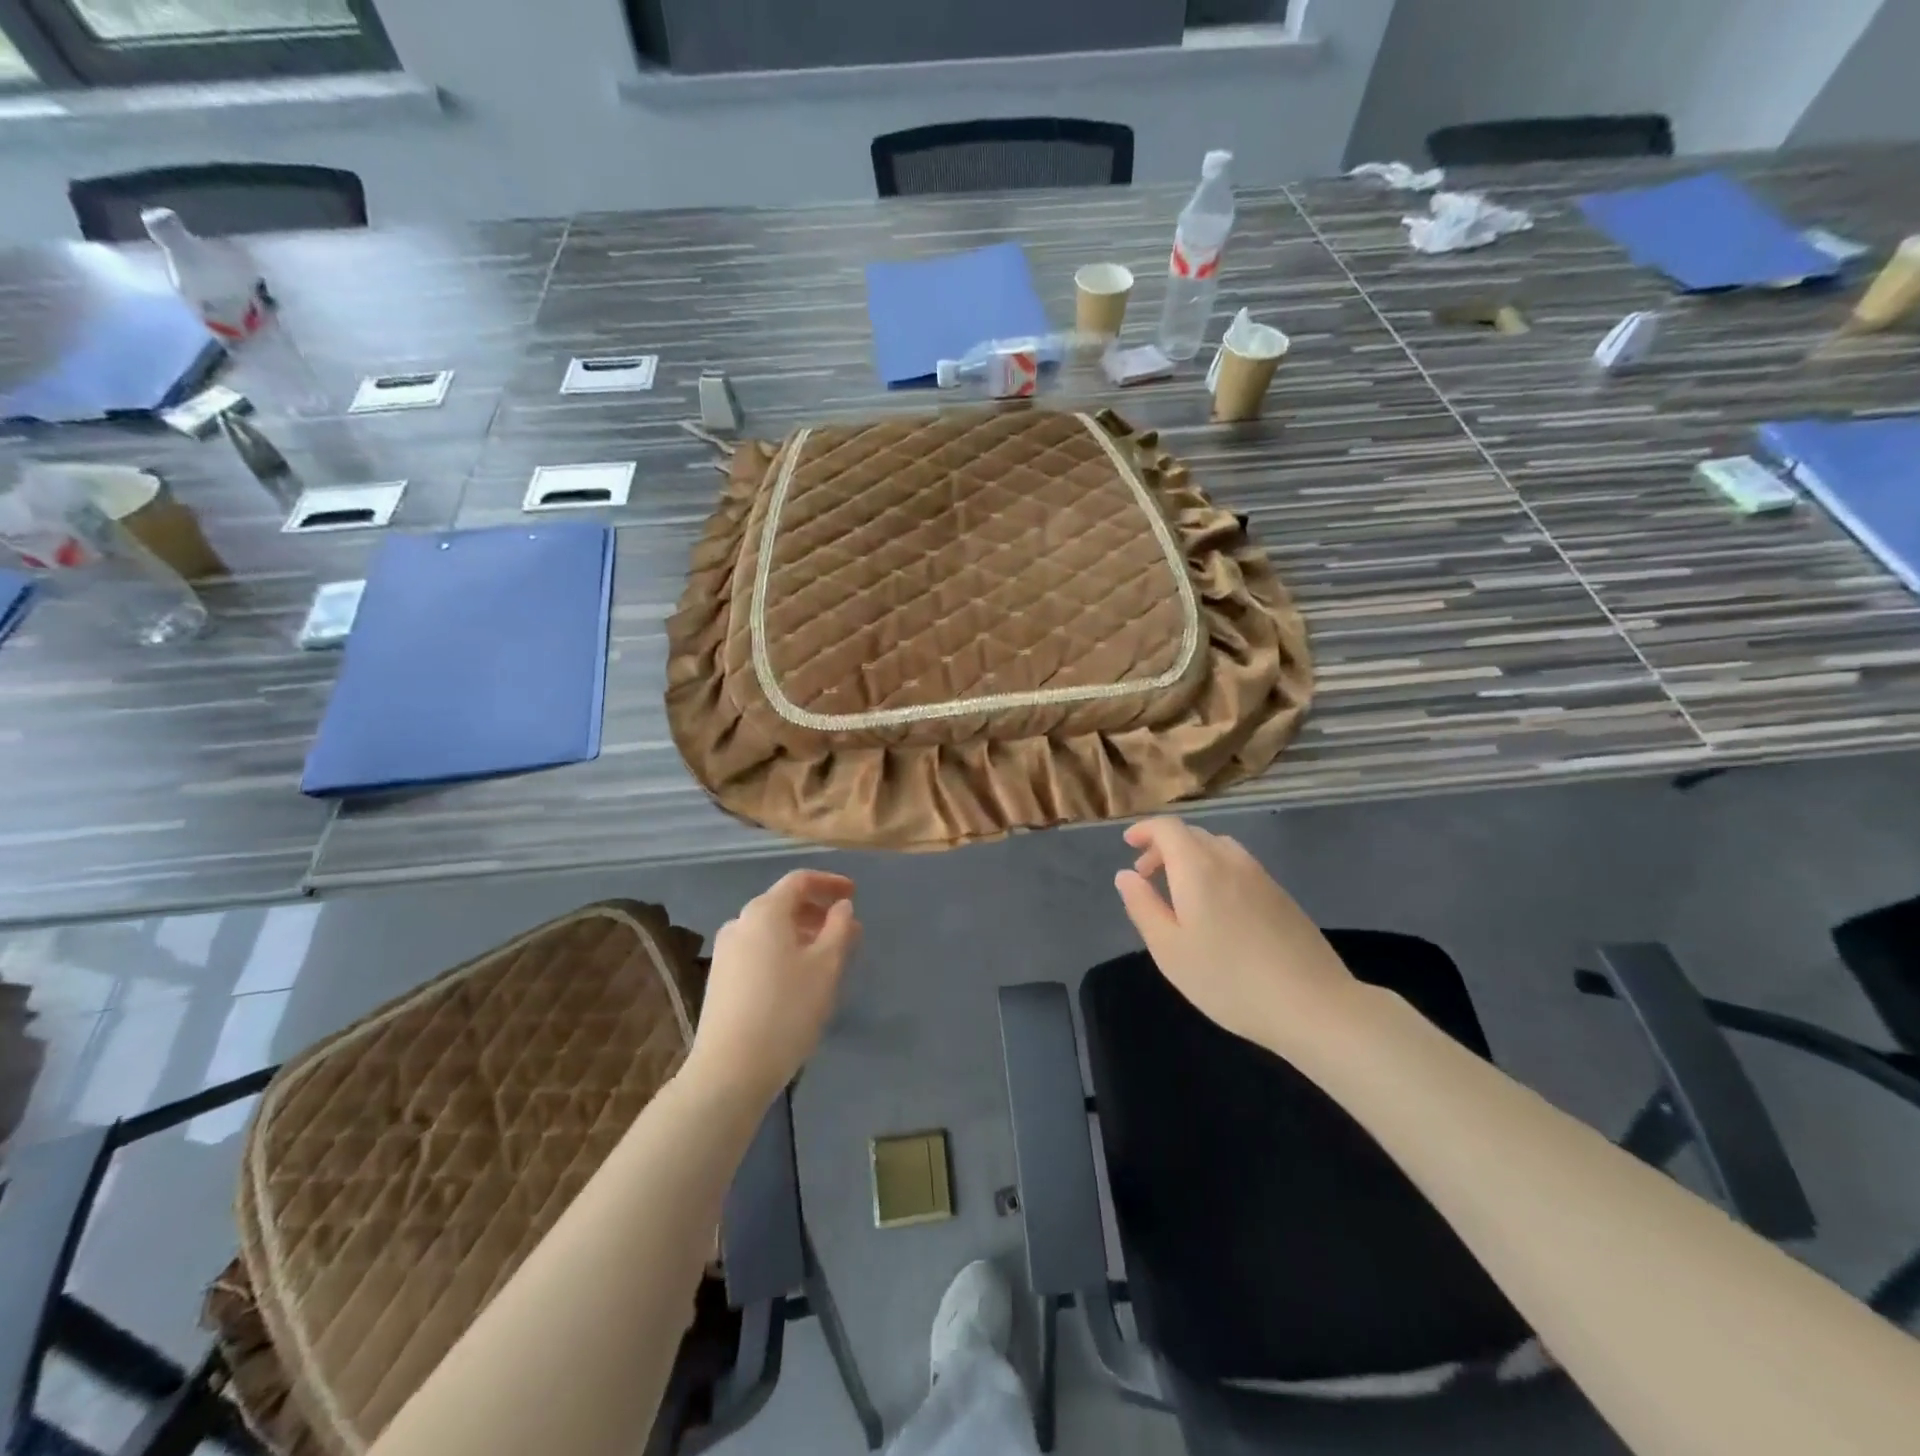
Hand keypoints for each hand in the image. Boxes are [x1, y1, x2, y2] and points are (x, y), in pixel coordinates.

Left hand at [685, 870, 859, 1105]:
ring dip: (802, 934)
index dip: (829, 883)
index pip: (800, 881)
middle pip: (784, 904)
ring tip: (828, 957)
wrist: (730, 1070)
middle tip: (848, 931)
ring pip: (771, 930)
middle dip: (818, 912)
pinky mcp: (720, 979)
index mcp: (765, 912)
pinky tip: (799, 978)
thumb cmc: (787, 1010)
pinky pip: (758, 950)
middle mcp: (740, 923)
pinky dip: (783, 951)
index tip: (853, 894)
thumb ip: (839, 928)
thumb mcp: (827, 966)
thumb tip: (841, 907)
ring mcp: (726, 952)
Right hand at [1114, 817, 1356, 1049]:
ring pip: (1218, 849)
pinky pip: (1239, 867)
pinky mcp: (1281, 896)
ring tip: (1180, 891)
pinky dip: (1216, 871)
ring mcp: (1261, 877)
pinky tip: (1217, 909)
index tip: (1129, 844)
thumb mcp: (1169, 949)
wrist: (1312, 1004)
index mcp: (1198, 868)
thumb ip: (1142, 906)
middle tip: (1146, 875)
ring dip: (1192, 858)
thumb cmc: (1228, 979)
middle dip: (1164, 846)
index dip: (1145, 830)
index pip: (1168, 828)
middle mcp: (1230, 861)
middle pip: (1193, 835)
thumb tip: (1125, 875)